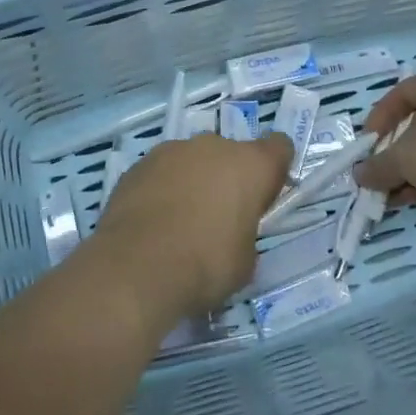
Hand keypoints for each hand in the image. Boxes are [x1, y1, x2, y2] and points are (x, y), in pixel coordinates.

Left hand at [93, 133, 291, 329]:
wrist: (136, 268)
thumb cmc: (205, 265)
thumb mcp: (245, 261)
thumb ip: (246, 234)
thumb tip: (233, 234)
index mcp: (251, 164)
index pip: (279, 147)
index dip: (274, 170)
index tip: (264, 197)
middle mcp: (213, 146)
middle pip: (231, 153)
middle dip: (229, 178)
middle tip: (219, 217)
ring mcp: (171, 150)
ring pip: (193, 160)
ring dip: (193, 180)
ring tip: (180, 221)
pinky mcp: (138, 165)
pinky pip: (161, 172)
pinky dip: (162, 189)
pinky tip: (153, 222)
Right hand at [357, 72, 415, 234]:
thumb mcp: (404, 158)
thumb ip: (378, 165)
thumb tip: (359, 174)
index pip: (403, 92)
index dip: (380, 116)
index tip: (368, 142)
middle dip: (394, 151)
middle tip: (379, 170)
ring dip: (411, 170)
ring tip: (390, 193)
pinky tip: (412, 200)